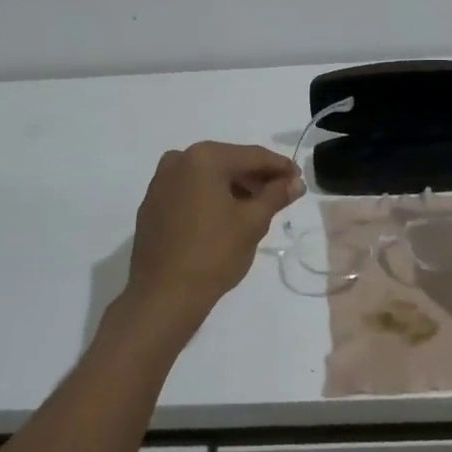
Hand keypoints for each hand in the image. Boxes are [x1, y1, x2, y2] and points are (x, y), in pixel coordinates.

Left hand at [127, 142, 303, 324]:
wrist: (162, 296)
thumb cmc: (213, 254)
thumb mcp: (252, 223)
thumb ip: (276, 195)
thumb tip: (296, 182)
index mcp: (204, 158)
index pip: (252, 156)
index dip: (279, 166)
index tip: (299, 179)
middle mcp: (179, 160)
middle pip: (228, 162)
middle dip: (255, 177)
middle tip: (281, 194)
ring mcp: (161, 181)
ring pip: (208, 176)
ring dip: (234, 187)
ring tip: (257, 207)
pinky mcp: (152, 203)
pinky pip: (189, 190)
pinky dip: (210, 196)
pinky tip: (225, 216)